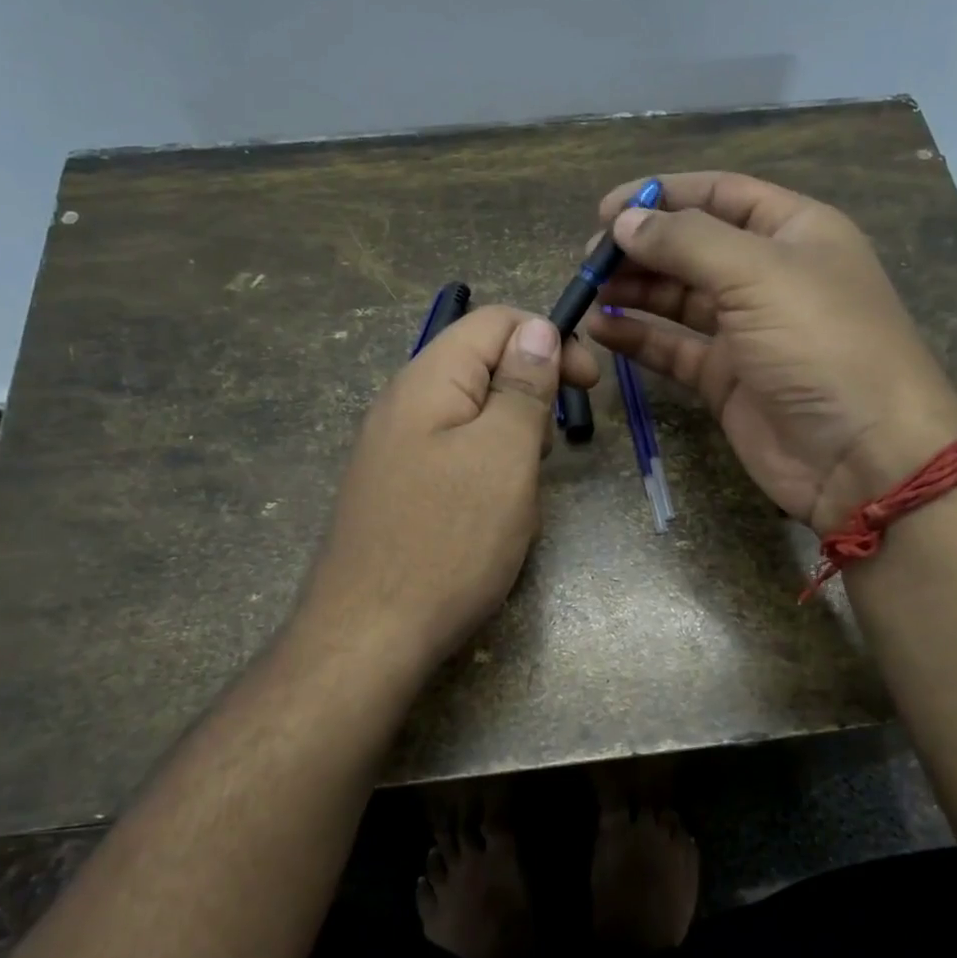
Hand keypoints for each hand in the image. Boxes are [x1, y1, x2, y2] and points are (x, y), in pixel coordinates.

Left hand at [298, 306, 598, 677]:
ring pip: (471, 417)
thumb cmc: (448, 541)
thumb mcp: (504, 456)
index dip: (549, 338)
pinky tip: (490, 516)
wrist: (367, 636)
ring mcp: (393, 449)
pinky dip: (485, 472)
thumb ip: (522, 386)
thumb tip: (537, 328)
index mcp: (428, 379)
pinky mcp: (395, 488)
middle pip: (481, 366)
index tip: (589, 384)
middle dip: (530, 396)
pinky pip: (453, 457)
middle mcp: (402, 403)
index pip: (495, 321)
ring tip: (519, 493)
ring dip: (511, 441)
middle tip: (546, 452)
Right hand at [584, 172, 956, 532]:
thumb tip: (625, 222)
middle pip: (693, 248)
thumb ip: (686, 242)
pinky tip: (602, 331)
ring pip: (679, 300)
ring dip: (634, 292)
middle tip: (589, 260)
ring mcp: (747, 331)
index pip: (720, 195)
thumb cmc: (821, 344)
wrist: (861, 455)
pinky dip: (639, 338)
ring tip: (587, 292)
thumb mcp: (758, 274)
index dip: (663, 195)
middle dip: (642, 248)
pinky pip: (674, 349)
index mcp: (794, 232)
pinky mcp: (726, 380)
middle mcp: (769, 276)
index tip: (606, 209)